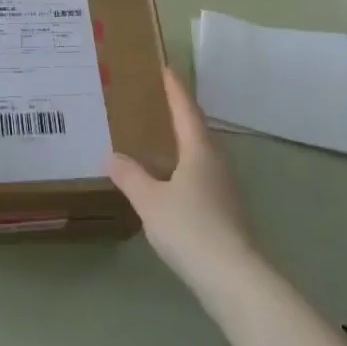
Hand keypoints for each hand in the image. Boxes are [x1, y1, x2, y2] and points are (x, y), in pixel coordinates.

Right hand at [107, 68, 257, 295]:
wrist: (233, 278)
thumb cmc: (190, 229)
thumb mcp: (150, 201)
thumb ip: (130, 176)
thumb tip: (112, 155)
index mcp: (199, 149)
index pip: (185, 108)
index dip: (173, 88)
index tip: (164, 67)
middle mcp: (215, 161)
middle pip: (195, 128)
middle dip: (176, 112)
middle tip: (153, 100)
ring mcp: (224, 187)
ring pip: (199, 153)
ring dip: (181, 141)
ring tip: (156, 137)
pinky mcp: (225, 210)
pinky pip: (200, 175)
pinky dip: (183, 166)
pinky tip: (169, 179)